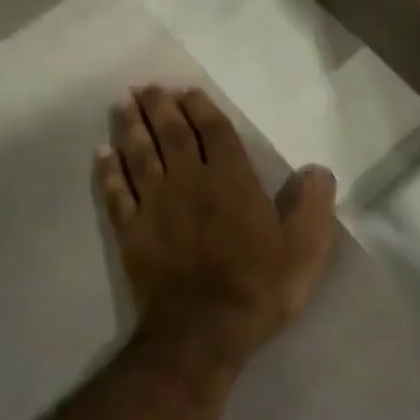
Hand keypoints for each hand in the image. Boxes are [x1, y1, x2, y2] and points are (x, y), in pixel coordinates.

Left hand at [95, 86, 336, 378]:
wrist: (203, 332)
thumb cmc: (258, 287)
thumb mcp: (304, 249)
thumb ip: (312, 205)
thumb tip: (317, 169)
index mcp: (231, 181)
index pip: (214, 133)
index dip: (201, 109)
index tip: (187, 91)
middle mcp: (189, 182)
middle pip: (171, 135)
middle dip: (160, 108)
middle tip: (147, 87)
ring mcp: (155, 206)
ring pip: (139, 156)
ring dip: (131, 128)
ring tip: (123, 104)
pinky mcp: (131, 232)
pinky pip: (115, 194)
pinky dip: (108, 172)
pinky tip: (102, 155)